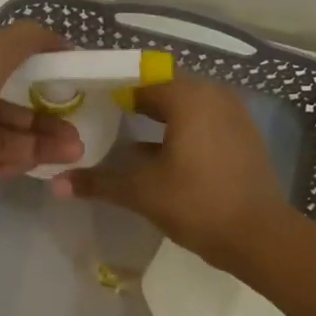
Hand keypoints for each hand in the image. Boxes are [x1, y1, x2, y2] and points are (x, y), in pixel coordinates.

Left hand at [0, 23, 83, 215]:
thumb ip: (24, 41)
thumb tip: (58, 38)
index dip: (35, 69)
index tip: (69, 81)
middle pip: (3, 105)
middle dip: (43, 116)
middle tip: (79, 131)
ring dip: (36, 142)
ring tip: (74, 152)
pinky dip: (12, 163)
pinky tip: (42, 166)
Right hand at [49, 78, 287, 265]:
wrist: (260, 236)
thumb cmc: (197, 204)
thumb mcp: (142, 192)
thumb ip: (99, 183)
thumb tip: (55, 185)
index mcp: (190, 97)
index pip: (142, 80)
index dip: (113, 90)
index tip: (89, 104)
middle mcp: (215, 95)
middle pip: (165, 89)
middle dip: (135, 102)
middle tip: (103, 119)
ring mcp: (234, 115)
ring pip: (186, 106)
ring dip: (158, 117)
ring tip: (126, 136)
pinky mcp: (243, 136)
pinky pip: (204, 121)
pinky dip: (181, 129)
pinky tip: (160, 154)